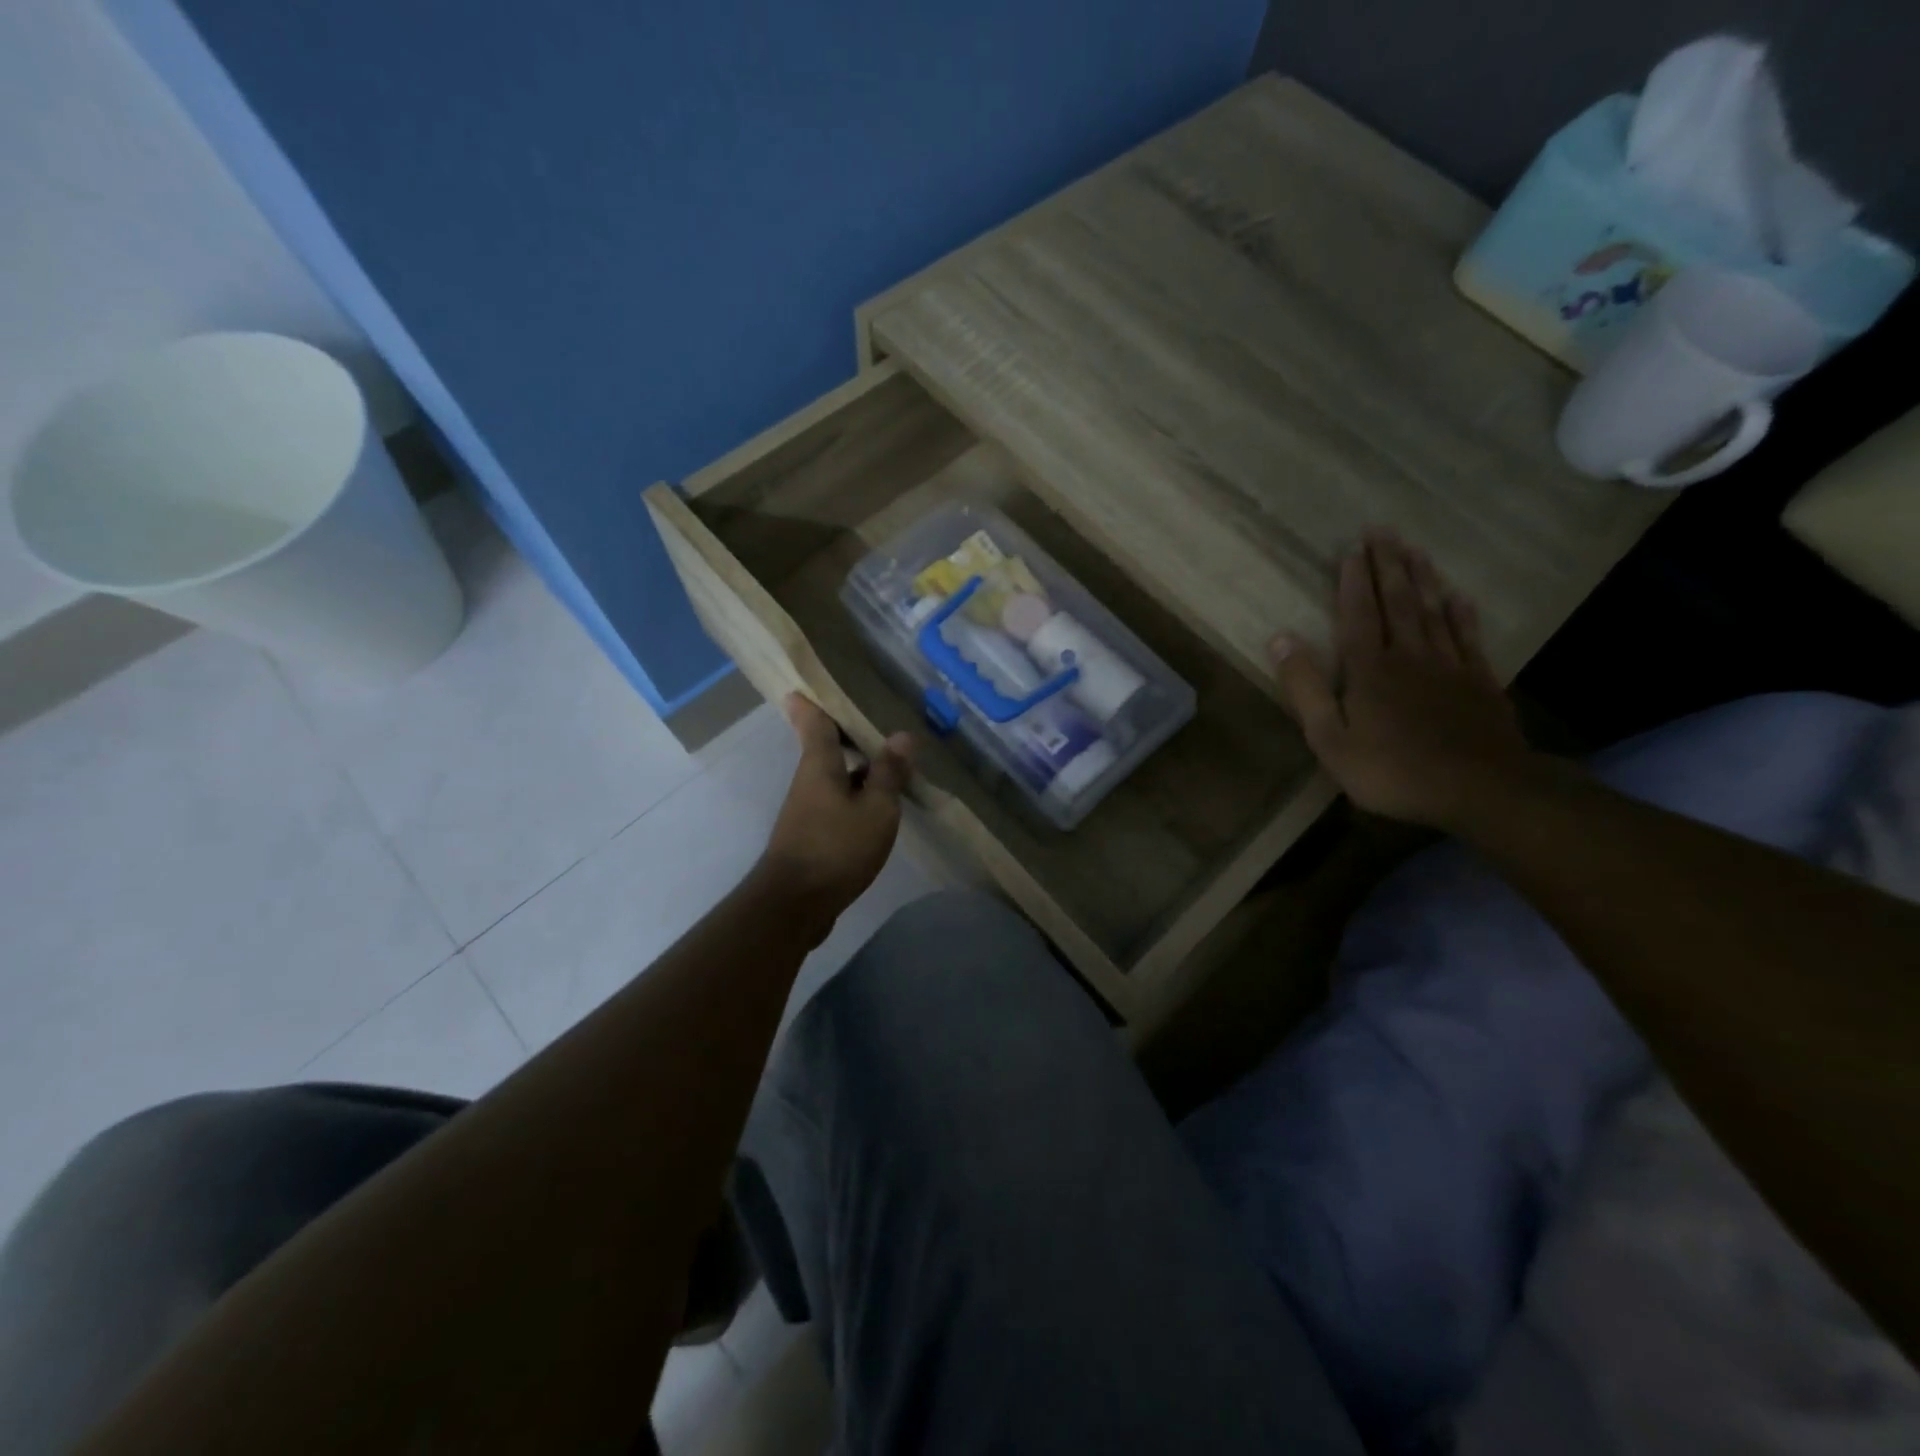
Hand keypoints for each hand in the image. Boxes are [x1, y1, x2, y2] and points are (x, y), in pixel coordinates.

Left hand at [754, 695, 913, 928]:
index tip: (809, 682)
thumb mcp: (875, 809)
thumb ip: (888, 773)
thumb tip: (902, 736)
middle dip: (845, 732)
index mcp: (820, 765)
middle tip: (874, 717)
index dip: (812, 701)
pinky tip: (879, 803)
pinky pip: (837, 800)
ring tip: (889, 758)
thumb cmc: (836, 848)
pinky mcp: (812, 834)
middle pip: (824, 746)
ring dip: (857, 765)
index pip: (813, 721)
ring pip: (834, 775)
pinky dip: (856, 792)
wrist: (795, 905)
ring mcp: (807, 809)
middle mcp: (809, 781)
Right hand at [1270, 532, 1536, 829]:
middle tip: (1383, 530)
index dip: (1353, 581)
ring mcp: (1449, 667)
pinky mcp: (1479, 683)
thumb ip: (1305, 688)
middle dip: (1387, 565)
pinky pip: (1468, 638)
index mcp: (1369, 669)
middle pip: (1397, 602)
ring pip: (1433, 612)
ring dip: (1421, 579)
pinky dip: (1461, 614)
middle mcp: (1409, 656)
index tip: (1352, 548)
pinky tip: (1458, 597)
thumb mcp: (1329, 738)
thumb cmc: (1391, 769)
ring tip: (1415, 549)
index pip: (1358, 614)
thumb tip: (1280, 639)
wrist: (1479, 789)